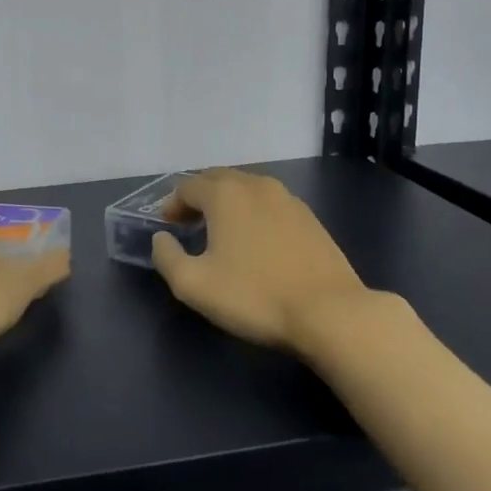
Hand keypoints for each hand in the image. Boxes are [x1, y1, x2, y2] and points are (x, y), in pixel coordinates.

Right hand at [150, 169, 372, 350]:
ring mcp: (288, 199)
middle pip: (217, 179)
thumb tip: (161, 239)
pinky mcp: (309, 218)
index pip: (187, 186)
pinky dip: (252, 212)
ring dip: (227, 202)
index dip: (171, 204)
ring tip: (220, 231)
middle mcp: (257, 186)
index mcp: (226, 194)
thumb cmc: (254, 296)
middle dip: (198, 197)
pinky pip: (269, 203)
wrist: (329, 312)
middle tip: (187, 223)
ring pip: (247, 188)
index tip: (167, 227)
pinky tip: (254, 241)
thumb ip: (167, 257)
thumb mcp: (194, 285)